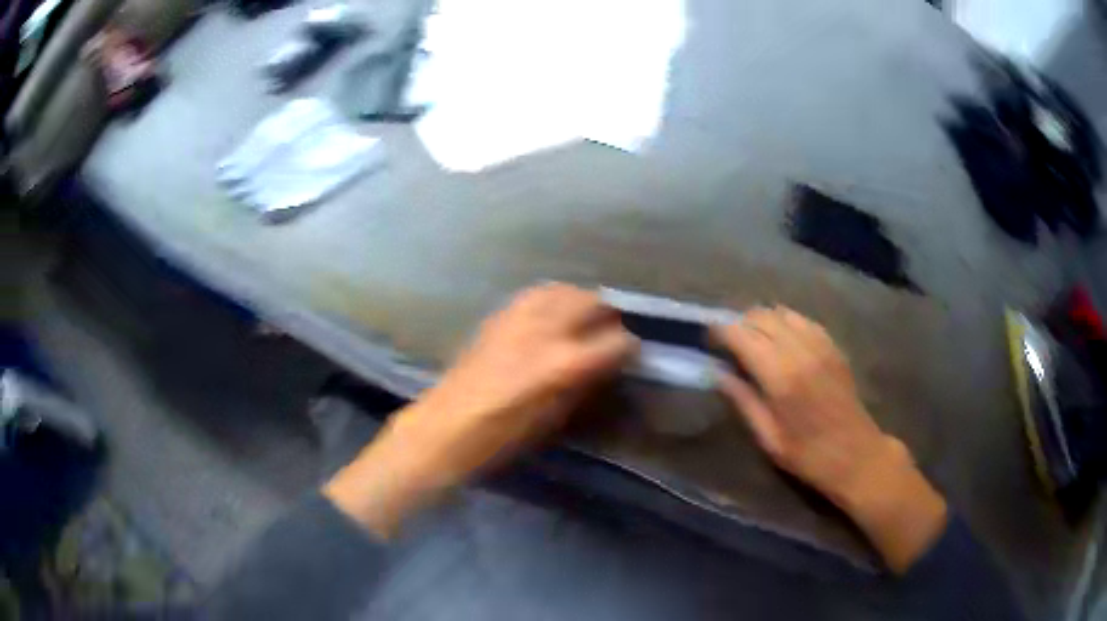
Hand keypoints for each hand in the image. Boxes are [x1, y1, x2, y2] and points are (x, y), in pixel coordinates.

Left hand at [325, 283, 637, 536]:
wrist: (448, 425)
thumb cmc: (504, 435)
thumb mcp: (555, 417)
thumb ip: (584, 384)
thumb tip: (605, 365)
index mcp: (564, 363)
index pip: (615, 341)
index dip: (629, 347)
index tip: (632, 353)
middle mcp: (545, 330)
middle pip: (591, 302)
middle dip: (609, 314)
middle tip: (611, 331)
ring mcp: (519, 317)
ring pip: (563, 290)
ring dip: (580, 300)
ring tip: (584, 317)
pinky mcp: (499, 315)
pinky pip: (536, 294)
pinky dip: (553, 299)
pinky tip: (552, 314)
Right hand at [714, 306, 946, 572]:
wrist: (857, 455)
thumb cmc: (809, 456)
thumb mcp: (768, 438)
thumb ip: (743, 401)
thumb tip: (717, 373)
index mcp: (781, 376)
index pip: (743, 335)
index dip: (721, 331)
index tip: (708, 339)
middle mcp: (800, 351)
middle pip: (762, 316)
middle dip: (740, 323)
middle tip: (728, 342)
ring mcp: (820, 344)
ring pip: (782, 312)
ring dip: (762, 320)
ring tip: (753, 339)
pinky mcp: (833, 346)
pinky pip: (803, 320)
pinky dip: (785, 322)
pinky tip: (781, 339)